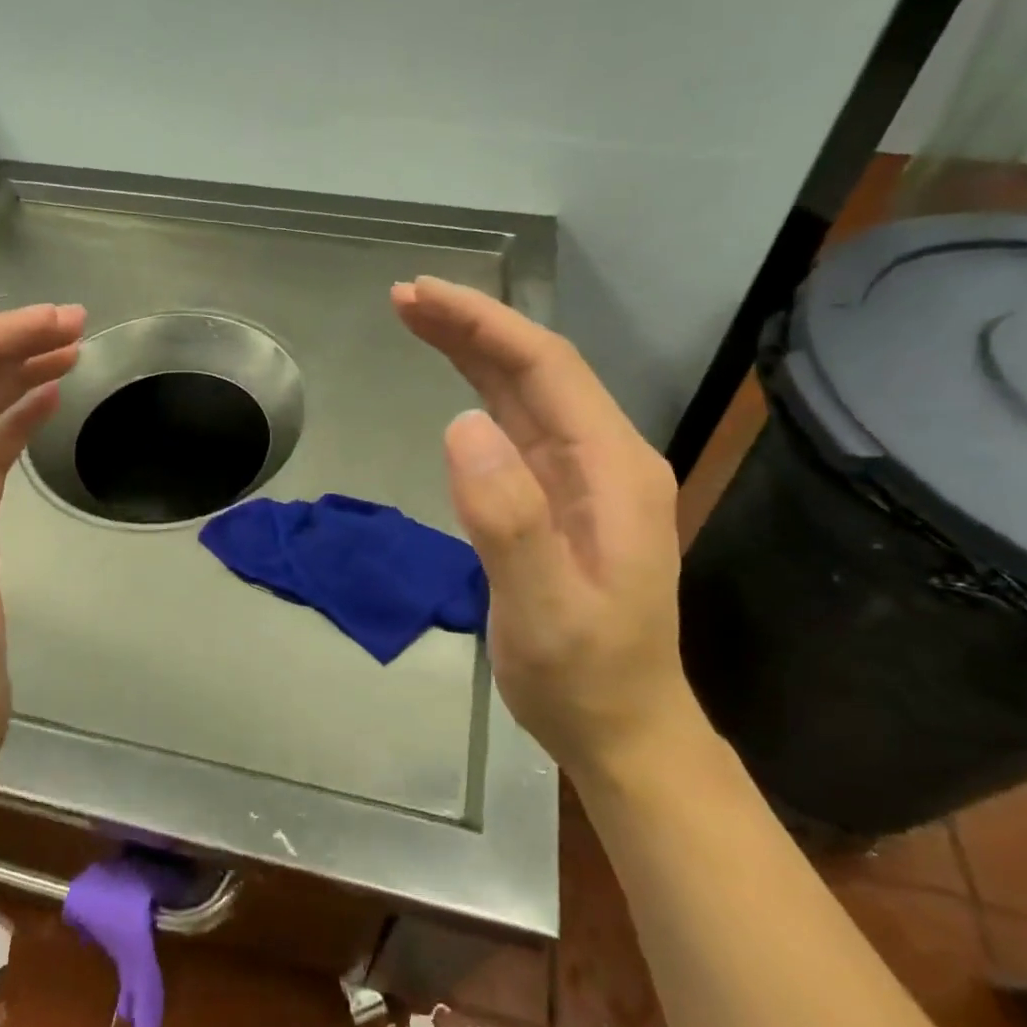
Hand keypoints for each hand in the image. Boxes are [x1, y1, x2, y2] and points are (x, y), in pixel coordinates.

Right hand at [392, 277, 697, 779]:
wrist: (623, 730)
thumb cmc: (585, 677)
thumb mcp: (545, 610)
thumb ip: (509, 519)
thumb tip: (460, 425)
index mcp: (614, 470)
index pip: (546, 368)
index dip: (483, 324)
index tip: (420, 296)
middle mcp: (606, 457)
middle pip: (536, 368)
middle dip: (472, 324)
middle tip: (404, 297)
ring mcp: (584, 476)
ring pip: (526, 390)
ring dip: (473, 349)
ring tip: (416, 318)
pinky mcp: (560, 495)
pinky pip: (519, 424)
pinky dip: (480, 388)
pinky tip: (453, 379)